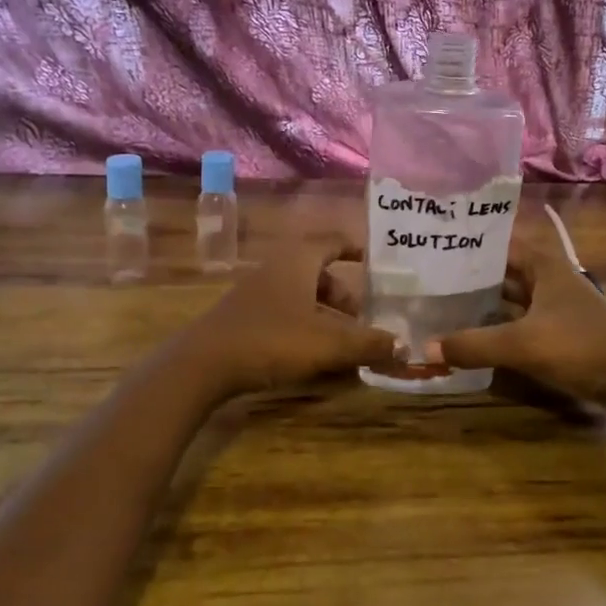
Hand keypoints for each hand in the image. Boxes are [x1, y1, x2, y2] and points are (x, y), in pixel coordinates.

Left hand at [167, 240, 397, 401]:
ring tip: (345, 342)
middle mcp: (278, 267)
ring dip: (326, 314)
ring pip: (303, 295)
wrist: (202, 365)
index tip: (379, 262)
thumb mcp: (327, 344)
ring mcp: (258, 291)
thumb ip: (367, 344)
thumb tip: (403, 346)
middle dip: (346, 295)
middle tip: (366, 319)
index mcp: (299, 259)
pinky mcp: (245, 316)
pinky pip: (286, 312)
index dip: (358, 249)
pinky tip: (314, 354)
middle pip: (321, 273)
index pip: (335, 241)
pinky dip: (306, 325)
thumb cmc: (271, 340)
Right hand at [433, 243, 605, 429]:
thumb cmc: (580, 345)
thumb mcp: (523, 344)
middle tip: (429, 278)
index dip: (470, 243)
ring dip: (483, 303)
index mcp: (543, 264)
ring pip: (510, 298)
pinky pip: (519, 322)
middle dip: (471, 275)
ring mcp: (554, 306)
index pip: (499, 243)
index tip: (436, 245)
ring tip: (442, 304)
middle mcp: (548, 278)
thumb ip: (474, 345)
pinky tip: (472, 335)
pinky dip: (497, 326)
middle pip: (502, 271)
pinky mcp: (558, 332)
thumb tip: (426, 348)